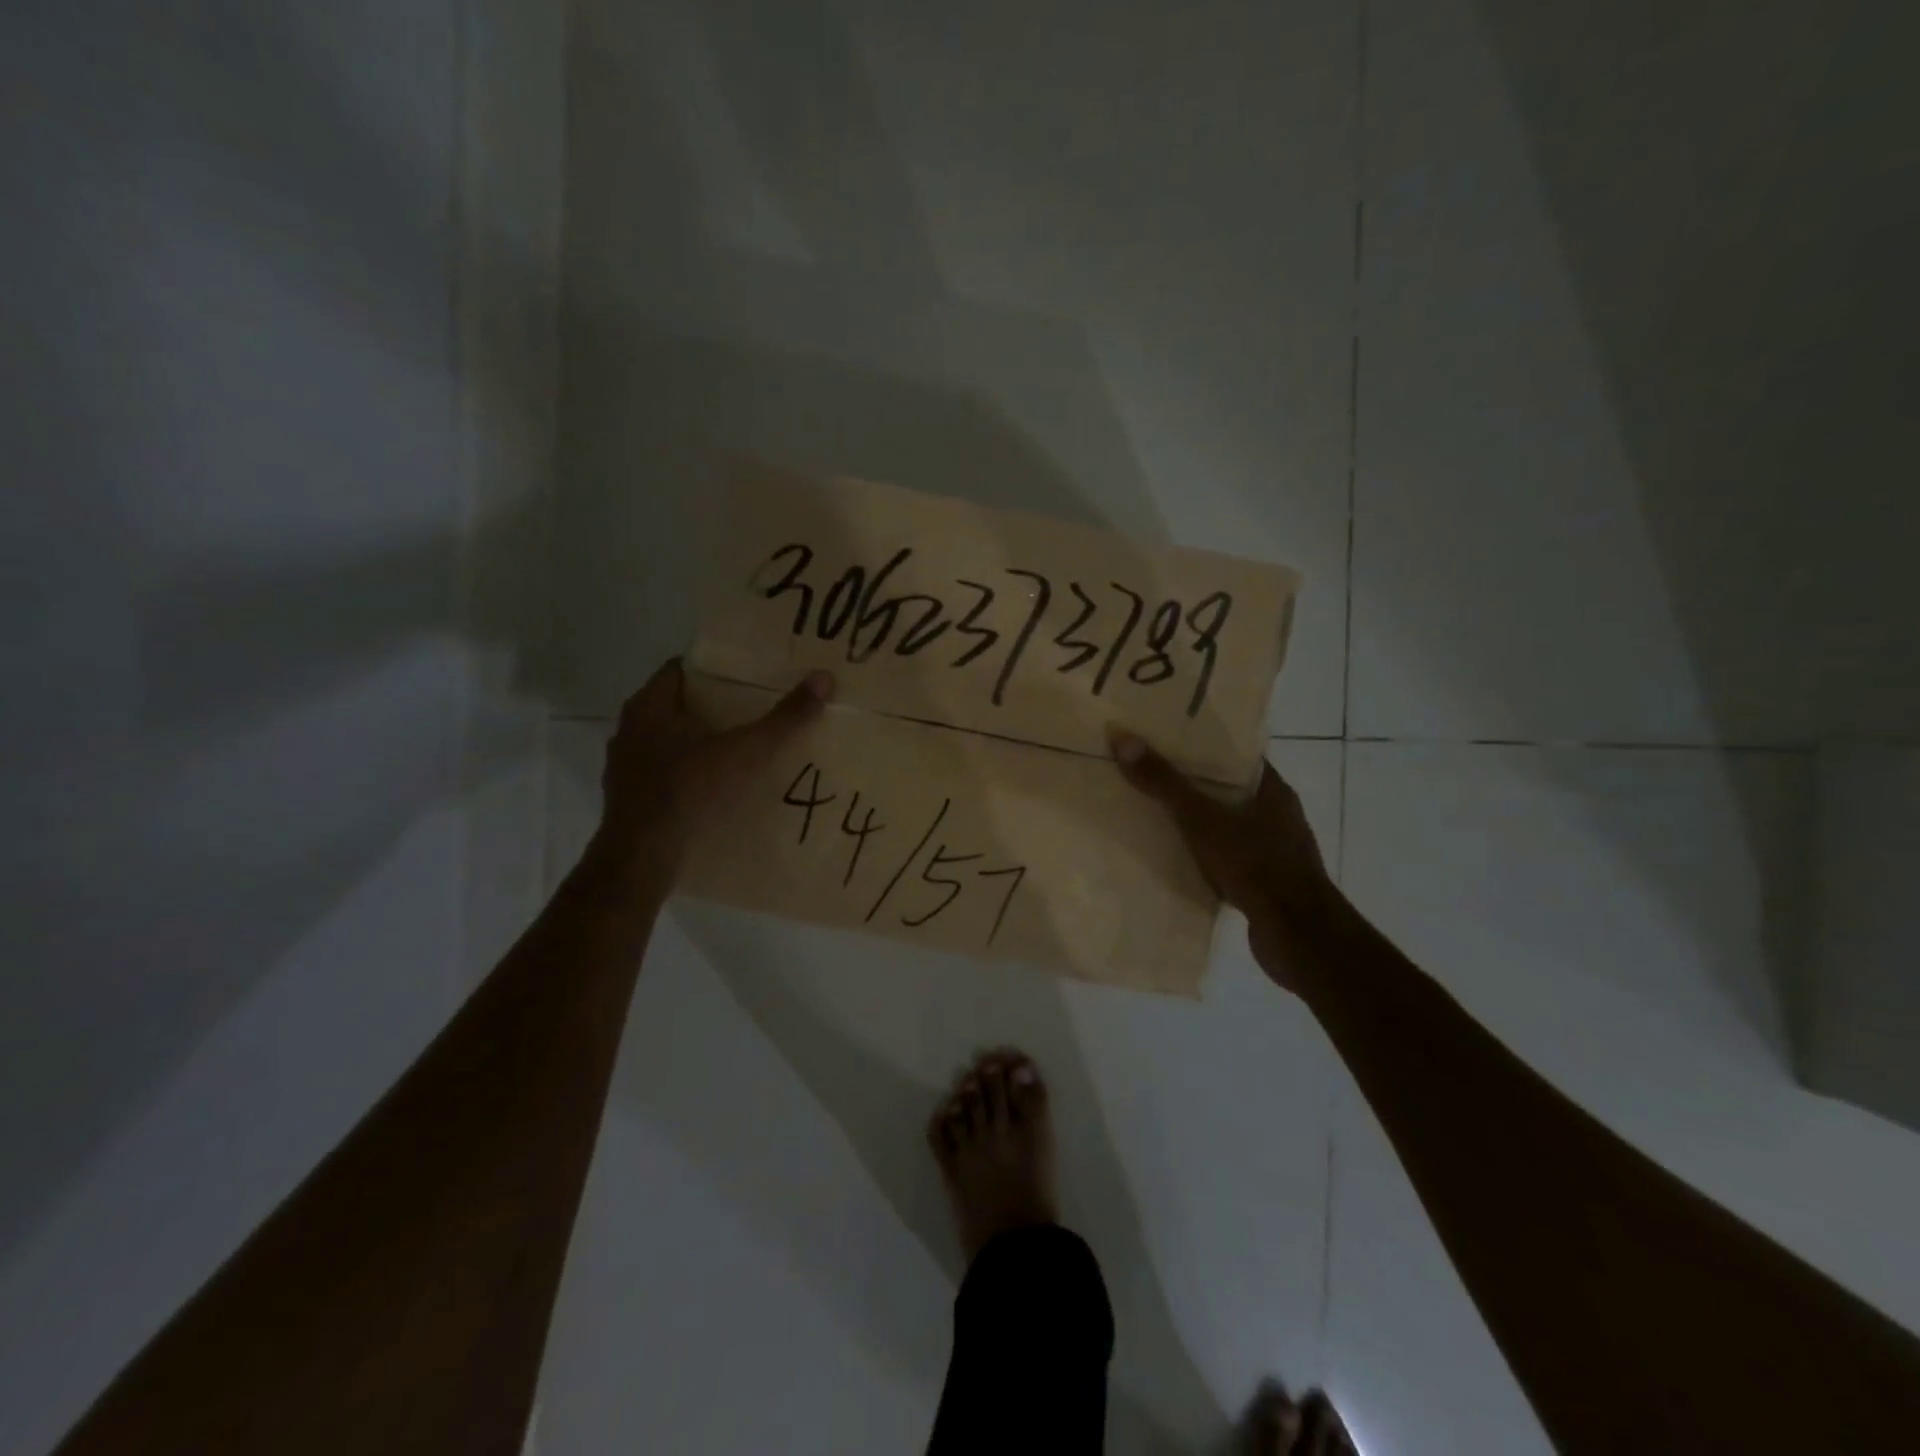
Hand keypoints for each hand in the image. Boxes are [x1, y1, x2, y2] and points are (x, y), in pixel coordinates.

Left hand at [590, 658, 833, 881]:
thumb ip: (784, 718)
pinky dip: (687, 773)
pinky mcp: (628, 797)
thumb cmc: (690, 790)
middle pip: (676, 705)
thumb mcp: (746, 751)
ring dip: (697, 742)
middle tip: (752, 709)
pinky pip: (663, 772)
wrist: (641, 856)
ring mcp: (625, 765)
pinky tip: (713, 787)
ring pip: (667, 741)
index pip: (681, 669)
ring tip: (737, 748)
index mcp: (649, 706)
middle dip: (712, 706)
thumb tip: (824, 677)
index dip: (715, 669)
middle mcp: (630, 729)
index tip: (747, 675)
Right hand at [1109, 729, 1341, 992]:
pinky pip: (1227, 858)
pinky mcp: (1265, 882)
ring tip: (1154, 815)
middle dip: (1191, 784)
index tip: (1165, 740)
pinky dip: (1204, 856)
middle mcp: (1278, 815)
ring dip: (1197, 823)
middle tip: (1149, 774)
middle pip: (1227, 790)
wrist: (1298, 937)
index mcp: (1273, 791)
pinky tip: (1176, 860)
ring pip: (1226, 825)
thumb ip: (1164, 782)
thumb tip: (1122, 738)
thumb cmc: (1255, 865)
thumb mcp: (1202, 819)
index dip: (1202, 746)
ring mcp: (1274, 850)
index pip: (1235, 756)